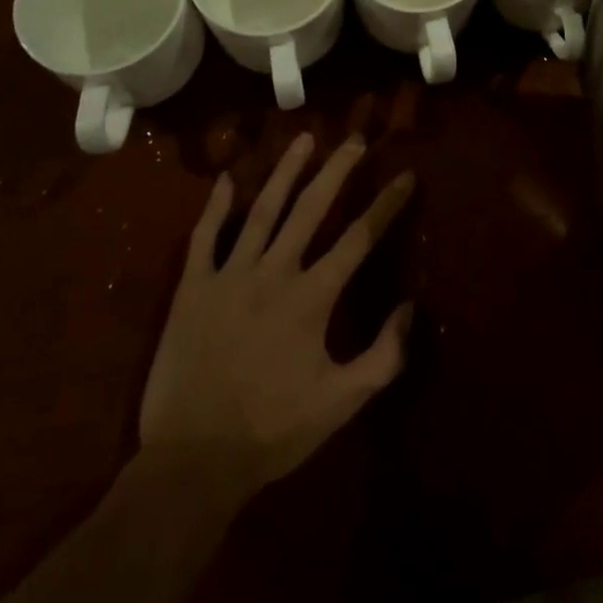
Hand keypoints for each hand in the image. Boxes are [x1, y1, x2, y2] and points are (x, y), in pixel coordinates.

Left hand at [137, 132, 415, 499]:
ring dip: (285, 172)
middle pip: (311, 208)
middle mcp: (274, 273)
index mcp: (312, 297)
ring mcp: (229, 276)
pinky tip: (224, 179)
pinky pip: (204, 237)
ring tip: (304, 139)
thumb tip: (410, 308)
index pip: (359, 238)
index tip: (406, 176)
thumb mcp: (341, 403)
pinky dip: (214, 206)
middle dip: (337, 170)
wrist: (192, 462)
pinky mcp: (192, 289)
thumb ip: (383, 356)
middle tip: (355, 140)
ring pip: (261, 210)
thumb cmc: (272, 432)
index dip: (386, 205)